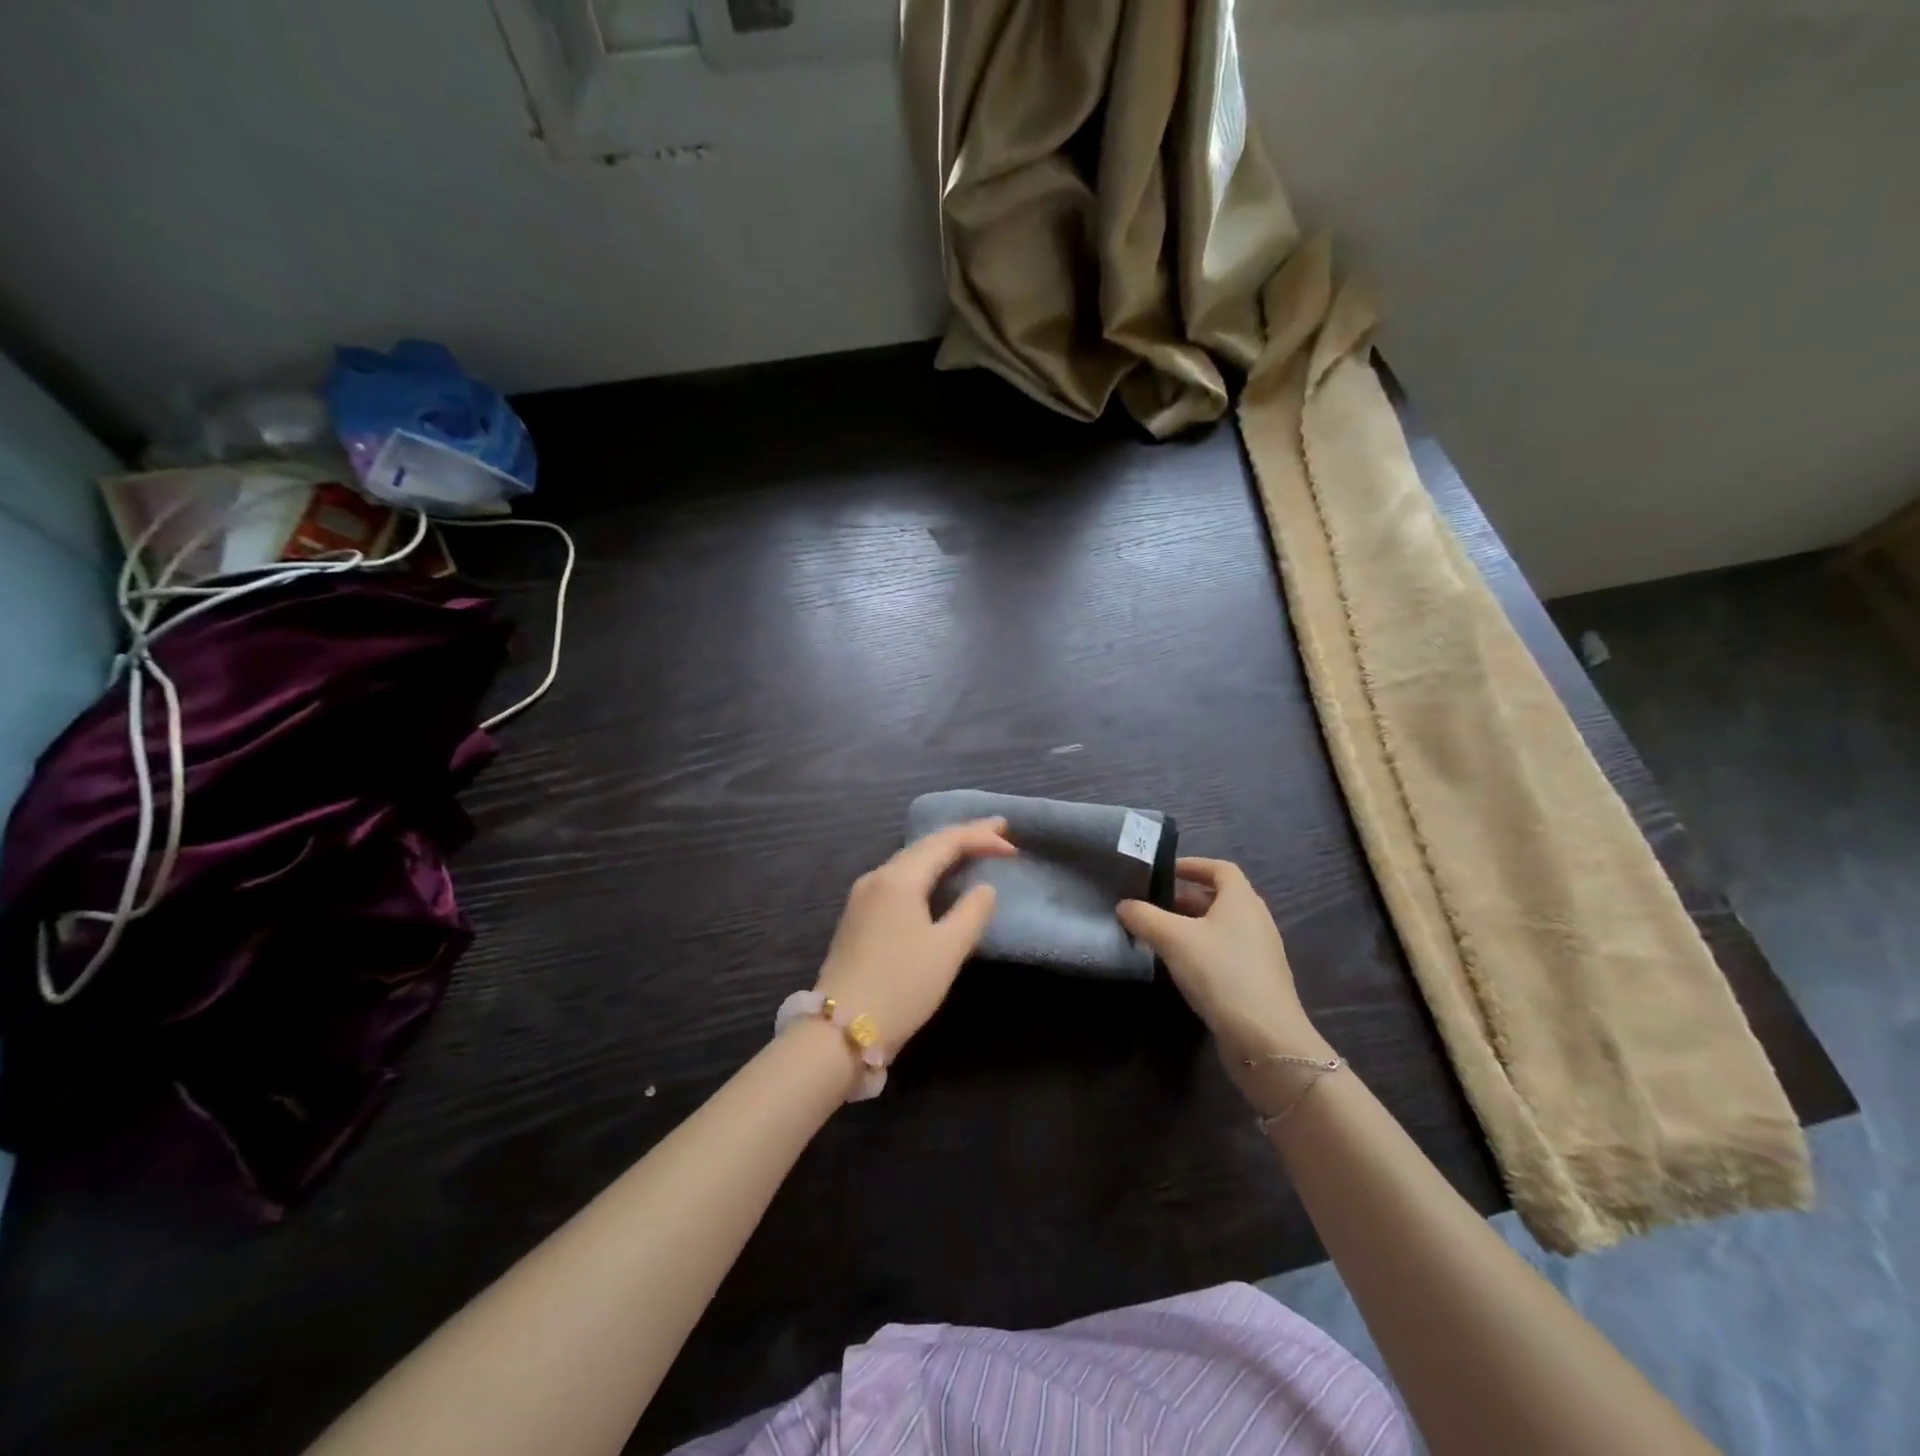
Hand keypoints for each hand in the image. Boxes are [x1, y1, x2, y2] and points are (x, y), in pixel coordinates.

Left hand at [813, 819, 1016, 1049]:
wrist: (840, 1030)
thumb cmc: (901, 986)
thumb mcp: (947, 950)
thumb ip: (972, 912)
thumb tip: (984, 888)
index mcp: (899, 878)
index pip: (946, 842)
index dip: (981, 837)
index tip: (1013, 844)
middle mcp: (877, 876)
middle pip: (926, 845)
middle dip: (963, 836)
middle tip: (999, 830)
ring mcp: (863, 896)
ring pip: (910, 861)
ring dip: (943, 852)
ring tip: (974, 848)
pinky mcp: (858, 916)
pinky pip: (899, 878)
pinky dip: (926, 870)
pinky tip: (937, 878)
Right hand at [1118, 858, 1331, 1074]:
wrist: (1266, 1038)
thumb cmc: (1221, 973)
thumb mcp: (1173, 939)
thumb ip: (1144, 917)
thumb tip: (1124, 905)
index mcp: (1241, 900)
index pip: (1220, 869)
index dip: (1194, 865)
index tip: (1166, 870)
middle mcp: (1256, 920)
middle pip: (1221, 898)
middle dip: (1187, 898)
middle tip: (1156, 905)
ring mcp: (1261, 953)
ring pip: (1223, 927)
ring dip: (1194, 926)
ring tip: (1162, 936)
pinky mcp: (1258, 981)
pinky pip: (1227, 953)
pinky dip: (1204, 950)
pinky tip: (1183, 968)